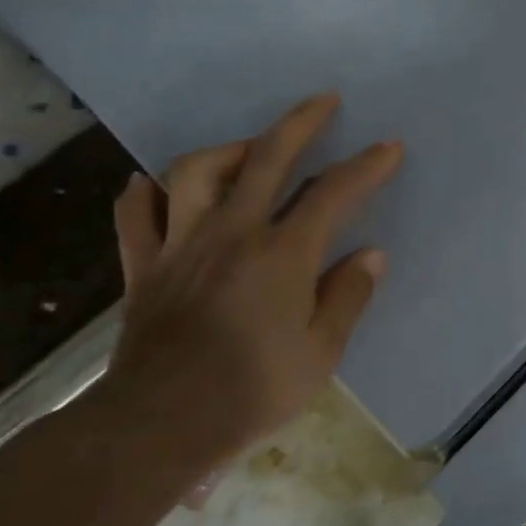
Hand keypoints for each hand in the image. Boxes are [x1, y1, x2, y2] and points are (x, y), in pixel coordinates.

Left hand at [102, 93, 401, 479]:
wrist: (160, 424)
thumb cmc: (252, 391)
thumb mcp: (320, 353)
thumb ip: (347, 297)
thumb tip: (370, 255)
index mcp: (282, 255)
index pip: (333, 194)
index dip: (366, 166)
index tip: (389, 147)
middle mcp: (232, 233)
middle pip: (267, 158)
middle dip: (301, 123)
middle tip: (324, 100)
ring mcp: (181, 244)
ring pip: (196, 172)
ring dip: (228, 150)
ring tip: (249, 149)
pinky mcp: (143, 265)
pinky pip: (136, 214)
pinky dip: (147, 192)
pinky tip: (157, 185)